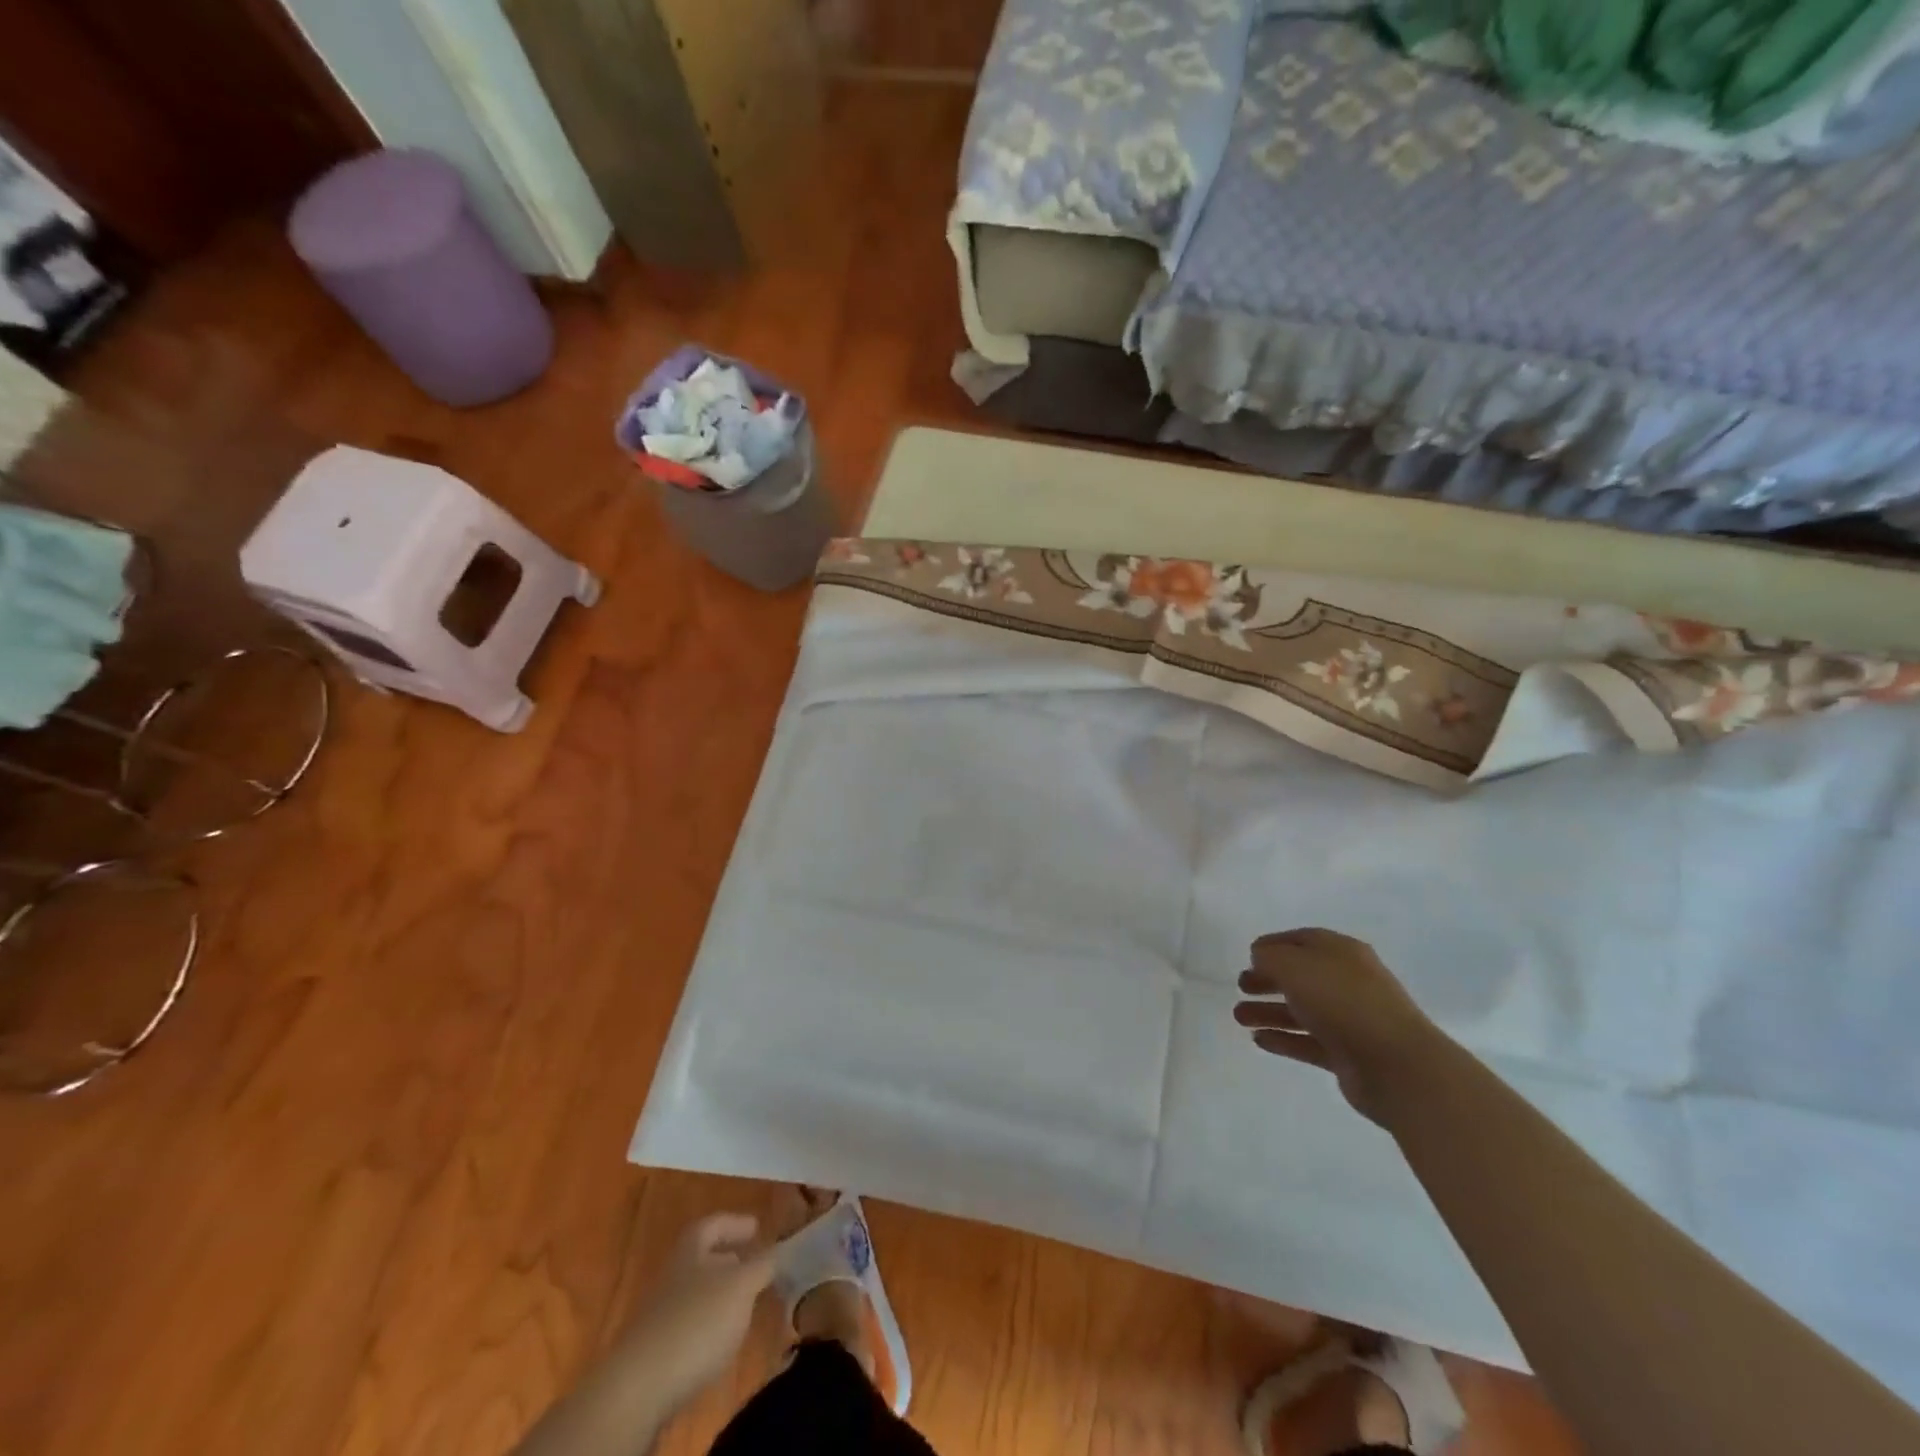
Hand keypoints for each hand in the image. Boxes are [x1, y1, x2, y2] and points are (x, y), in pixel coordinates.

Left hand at [614, 1214, 776, 1412]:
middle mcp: (673, 1276)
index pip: (712, 1224)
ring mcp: (661, 1315)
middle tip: (757, 1267)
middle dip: (731, 1261)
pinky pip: (690, 1326)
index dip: (735, 1223)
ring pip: (698, 1293)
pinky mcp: (658, 1352)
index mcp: (690, 1251)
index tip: (758, 1228)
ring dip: (722, 1296)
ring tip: (747, 1306)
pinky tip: (724, 1341)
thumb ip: (763, 1265)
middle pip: (703, 1259)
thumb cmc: (696, 1322)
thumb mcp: (741, 1286)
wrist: (639, 1389)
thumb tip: (779, 1249)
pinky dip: (710, 1325)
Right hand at [1234, 928, 1438, 1124]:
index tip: (1247, 955)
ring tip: (1239, 1018)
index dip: (1273, 945)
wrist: (1396, 1065)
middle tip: (1241, 986)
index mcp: (1341, 952)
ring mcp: (1350, 1019)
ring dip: (1269, 1011)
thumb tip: (1261, 958)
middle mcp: (1347, 982)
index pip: (1302, 940)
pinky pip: (1308, 1042)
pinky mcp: (1348, 1054)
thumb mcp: (1294, 966)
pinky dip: (1284, 1040)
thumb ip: (1270, 957)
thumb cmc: (1342, 1002)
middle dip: (1268, 979)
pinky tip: (1259, 1040)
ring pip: (1301, 1010)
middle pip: (1300, 975)